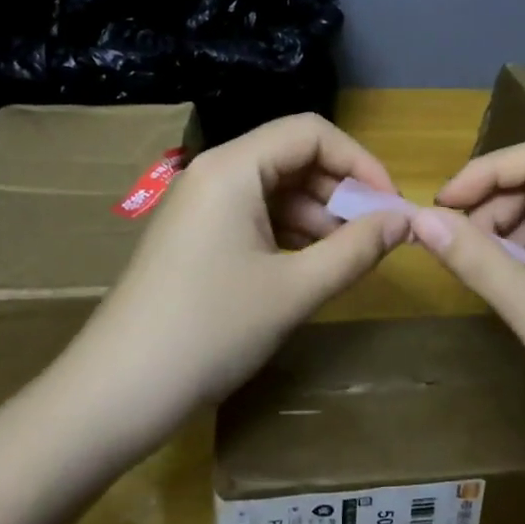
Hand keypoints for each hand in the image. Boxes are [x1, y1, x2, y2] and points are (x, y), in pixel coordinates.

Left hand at [67, 114, 409, 421]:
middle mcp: (215, 172)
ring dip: (317, 215)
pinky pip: (253, 215)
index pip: (310, 133)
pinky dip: (289, 232)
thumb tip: (406, 221)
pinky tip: (312, 266)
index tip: (391, 205)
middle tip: (377, 236)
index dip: (359, 162)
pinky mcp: (194, 234)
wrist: (118, 390)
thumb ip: (356, 249)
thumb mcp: (294, 290)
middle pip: (292, 157)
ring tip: (350, 256)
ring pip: (274, 189)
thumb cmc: (211, 330)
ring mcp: (200, 204)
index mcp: (233, 167)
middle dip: (340, 191)